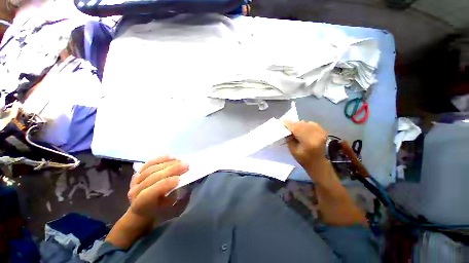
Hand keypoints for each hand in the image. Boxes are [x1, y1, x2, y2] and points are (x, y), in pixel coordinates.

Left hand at [128, 156, 188, 217]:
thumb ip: (177, 196)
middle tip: (186, 165)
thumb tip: (185, 181)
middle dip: (171, 170)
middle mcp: (134, 192)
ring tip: (181, 161)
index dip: (163, 185)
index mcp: (140, 205)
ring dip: (168, 163)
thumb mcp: (170, 210)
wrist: (143, 210)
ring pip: (151, 168)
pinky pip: (149, 163)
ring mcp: (135, 180)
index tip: (179, 179)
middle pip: (152, 177)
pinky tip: (171, 157)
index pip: (149, 193)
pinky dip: (161, 159)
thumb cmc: (160, 211)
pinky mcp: (139, 172)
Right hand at [283, 121, 327, 173]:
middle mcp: (315, 133)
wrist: (318, 162)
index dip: (287, 124)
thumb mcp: (293, 150)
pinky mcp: (322, 130)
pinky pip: (310, 124)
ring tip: (293, 127)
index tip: (281, 122)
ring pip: (305, 123)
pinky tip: (301, 129)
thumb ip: (289, 139)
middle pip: (300, 124)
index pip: (295, 128)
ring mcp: (320, 131)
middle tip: (285, 125)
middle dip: (292, 123)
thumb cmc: (304, 159)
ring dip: (298, 124)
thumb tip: (286, 129)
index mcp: (308, 140)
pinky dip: (304, 125)